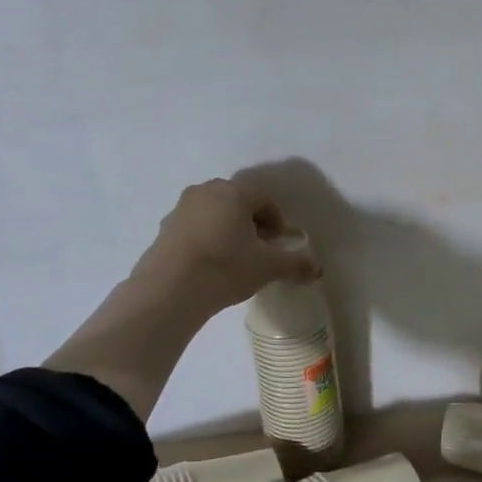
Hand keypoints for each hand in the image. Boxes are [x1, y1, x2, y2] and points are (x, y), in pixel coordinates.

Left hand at [129, 179, 318, 316]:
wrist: (170, 289)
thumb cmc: (226, 267)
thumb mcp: (268, 267)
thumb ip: (296, 264)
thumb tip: (318, 268)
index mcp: (232, 192)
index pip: (264, 199)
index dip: (277, 221)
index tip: (280, 244)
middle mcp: (204, 192)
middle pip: (237, 203)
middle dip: (252, 223)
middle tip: (261, 250)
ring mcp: (179, 210)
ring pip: (213, 215)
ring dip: (228, 231)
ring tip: (236, 260)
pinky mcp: (163, 230)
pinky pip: (194, 230)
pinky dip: (207, 241)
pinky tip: (211, 267)